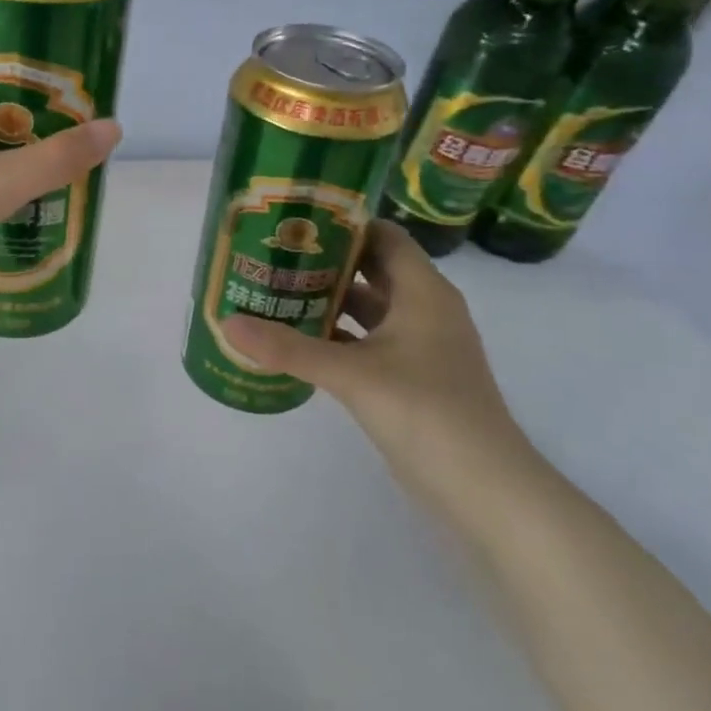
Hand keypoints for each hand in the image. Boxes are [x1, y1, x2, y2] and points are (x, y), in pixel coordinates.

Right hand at [221, 221, 536, 497]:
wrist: (482, 488)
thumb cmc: (424, 411)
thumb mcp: (351, 374)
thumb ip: (288, 348)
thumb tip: (228, 323)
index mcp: (423, 292)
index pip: (384, 237)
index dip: (343, 224)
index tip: (295, 222)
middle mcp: (425, 310)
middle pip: (372, 270)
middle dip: (325, 262)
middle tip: (274, 255)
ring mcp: (420, 346)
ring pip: (368, 308)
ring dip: (328, 300)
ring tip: (276, 292)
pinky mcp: (411, 377)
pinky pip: (368, 341)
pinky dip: (337, 336)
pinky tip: (298, 341)